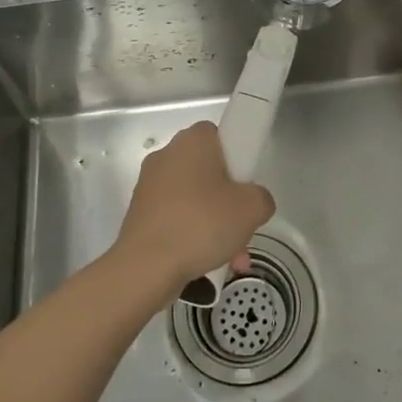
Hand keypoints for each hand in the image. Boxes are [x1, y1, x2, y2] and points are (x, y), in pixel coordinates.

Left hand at [113, 122, 274, 295]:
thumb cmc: (202, 223)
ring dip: (214, 223)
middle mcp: (167, 155)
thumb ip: (262, 197)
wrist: (146, 267)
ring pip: (194, 199)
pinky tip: (207, 263)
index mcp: (193, 140)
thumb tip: (253, 202)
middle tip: (242, 226)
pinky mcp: (139, 213)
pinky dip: (192, 235)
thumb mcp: (252, 208)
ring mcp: (149, 185)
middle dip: (228, 200)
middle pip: (208, 171)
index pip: (220, 134)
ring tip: (231, 257)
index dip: (237, 158)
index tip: (245, 185)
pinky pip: (175, 217)